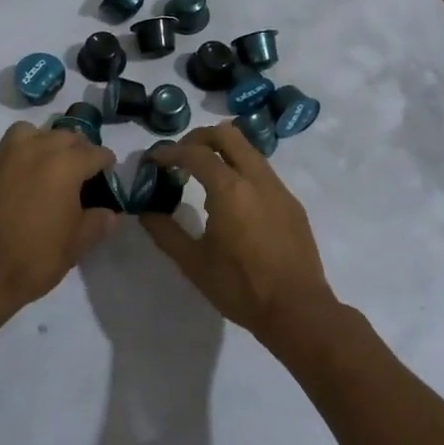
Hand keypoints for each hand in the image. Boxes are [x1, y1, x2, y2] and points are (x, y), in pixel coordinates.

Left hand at [0, 122, 118, 330]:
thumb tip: (109, 213)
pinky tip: (9, 185)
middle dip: (76, 149)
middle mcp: (32, 150)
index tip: (107, 172)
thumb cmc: (32, 260)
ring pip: (27, 133)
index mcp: (63, 166)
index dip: (105, 162)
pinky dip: (11, 162)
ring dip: (41, 143)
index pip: (94, 152)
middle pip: (63, 136)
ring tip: (43, 166)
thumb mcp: (75, 246)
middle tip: (78, 171)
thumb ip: (97, 223)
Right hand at [140, 123, 336, 340]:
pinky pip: (262, 172)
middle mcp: (256, 178)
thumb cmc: (240, 287)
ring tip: (203, 179)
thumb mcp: (193, 263)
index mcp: (230, 189)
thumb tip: (145, 210)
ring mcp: (278, 188)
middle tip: (179, 158)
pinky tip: (232, 202)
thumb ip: (165, 231)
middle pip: (226, 134)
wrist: (298, 310)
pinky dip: (240, 171)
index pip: (194, 153)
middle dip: (198, 139)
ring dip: (222, 153)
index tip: (152, 161)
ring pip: (248, 150)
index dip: (168, 152)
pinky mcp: (292, 203)